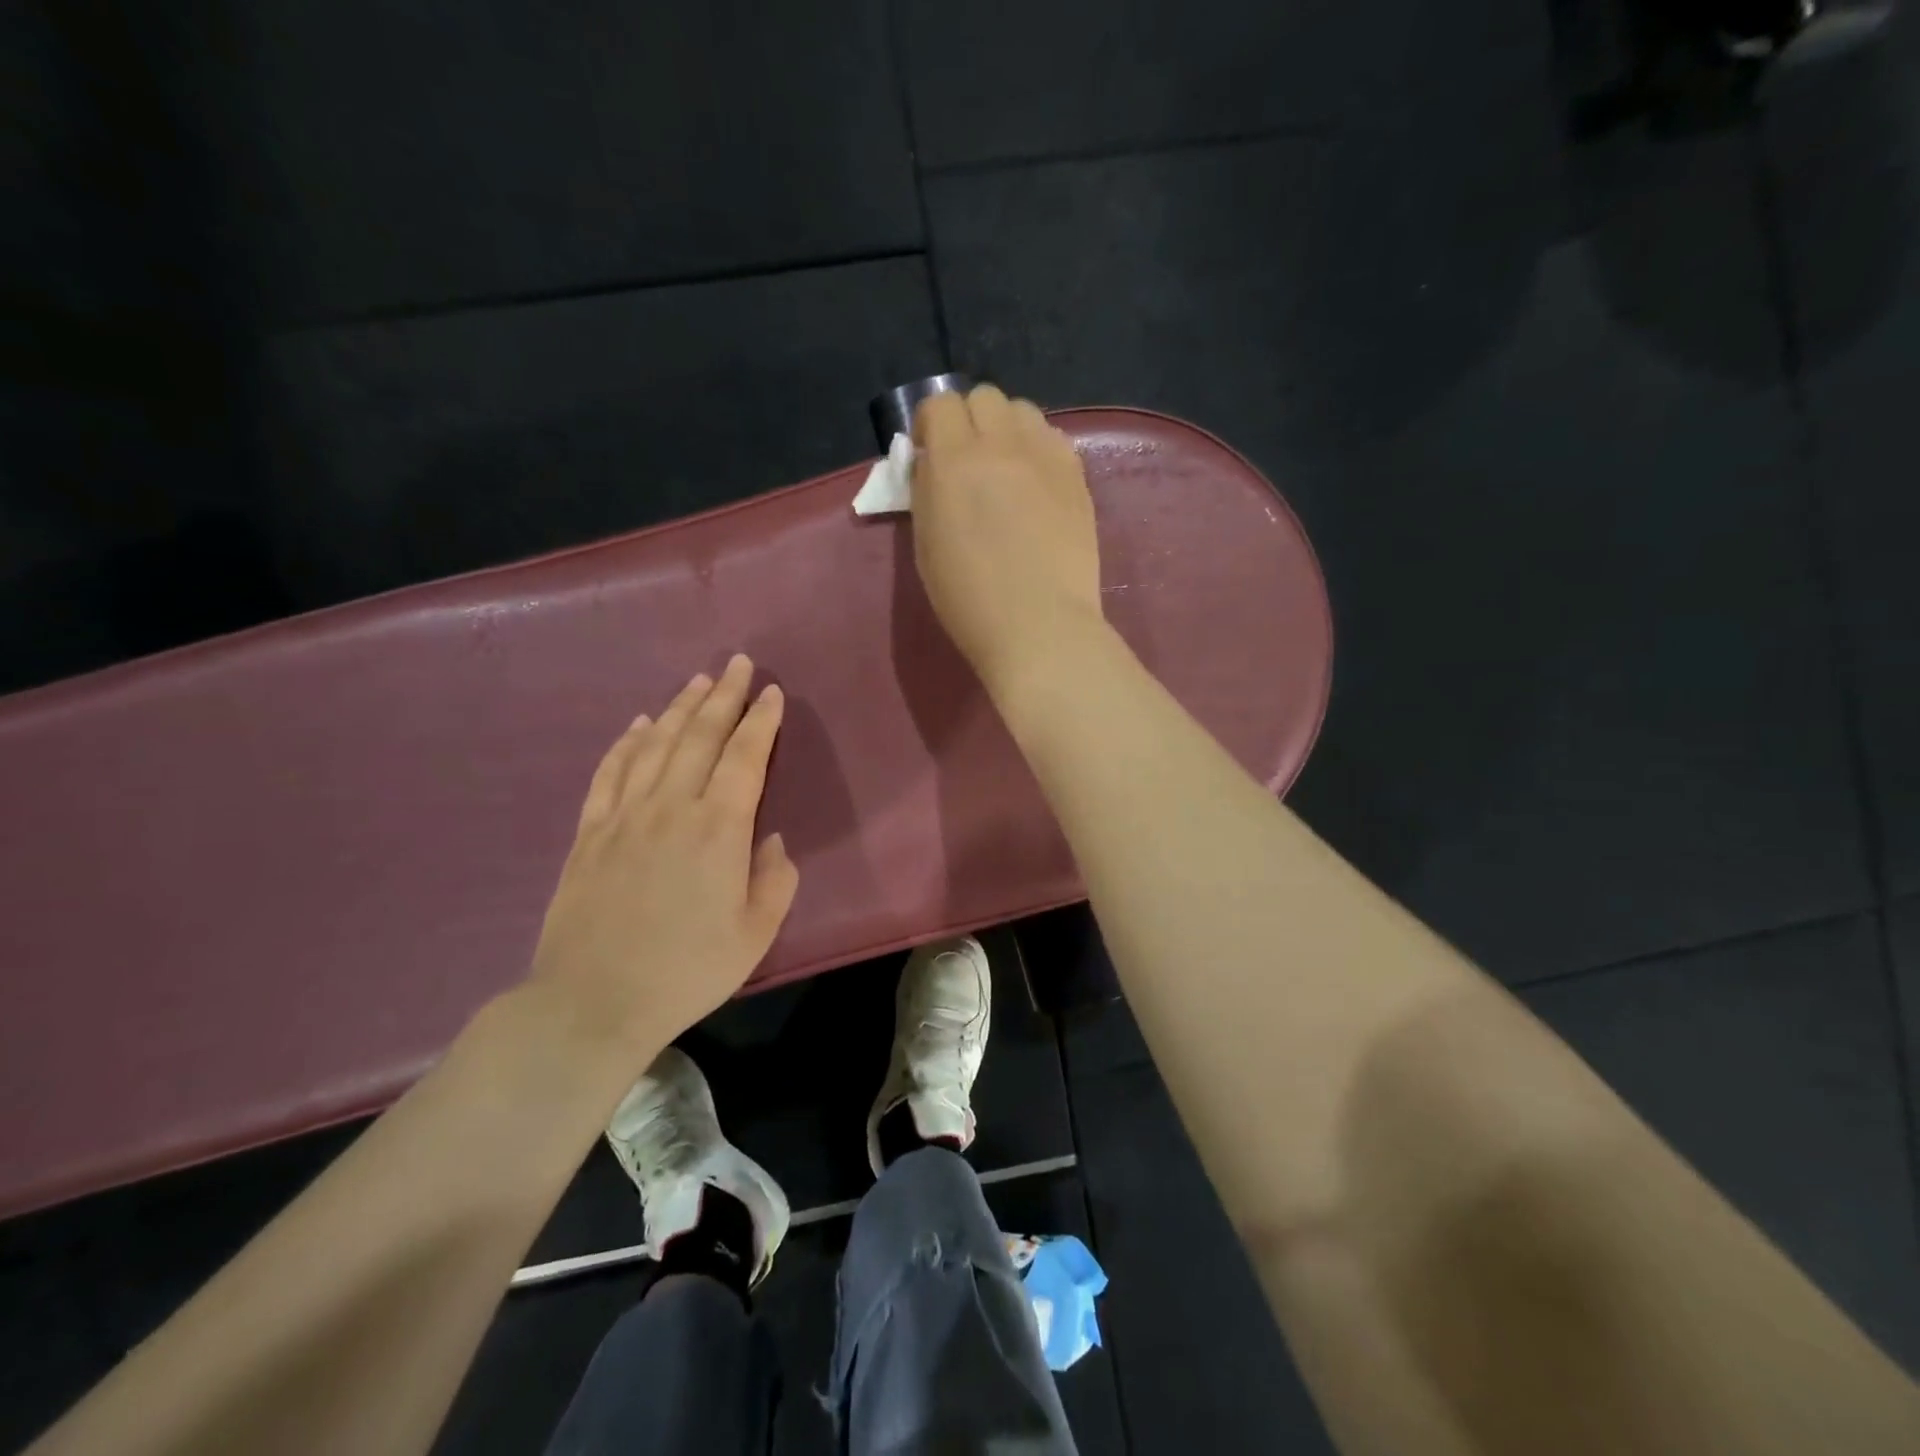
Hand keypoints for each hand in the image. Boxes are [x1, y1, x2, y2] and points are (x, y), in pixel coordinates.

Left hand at [528, 655, 798, 1060]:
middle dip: (722, 695)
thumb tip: (770, 839)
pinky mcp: (589, 833)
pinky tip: (638, 724)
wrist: (592, 1002)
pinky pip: (610, 773)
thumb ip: (774, 880)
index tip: (771, 692)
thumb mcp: (755, 934)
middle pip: (699, 736)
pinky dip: (626, 743)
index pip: (745, 758)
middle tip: (736, 663)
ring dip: (678, 708)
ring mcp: (624, 816)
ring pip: (656, 745)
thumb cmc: (686, 970)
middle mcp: (672, 808)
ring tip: (696, 681)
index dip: (760, 721)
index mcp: (719, 829)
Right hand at [911, 384, 1103, 693]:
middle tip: (968, 461)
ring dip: (1007, 430)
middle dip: (969, 420)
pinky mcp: (1077, 476)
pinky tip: (1036, 485)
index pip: (939, 404)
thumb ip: (927, 491)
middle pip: (984, 396)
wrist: (1039, 625)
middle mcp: (1002, 445)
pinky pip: (1054, 439)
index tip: (928, 453)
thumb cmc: (970, 599)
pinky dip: (1039, 449)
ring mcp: (1046, 457)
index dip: (929, 424)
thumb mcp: (926, 545)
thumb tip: (932, 464)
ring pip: (1023, 411)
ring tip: (1006, 469)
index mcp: (954, 461)